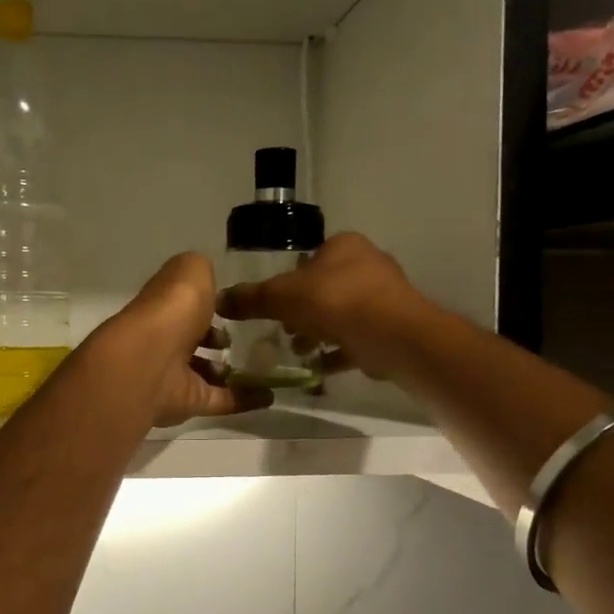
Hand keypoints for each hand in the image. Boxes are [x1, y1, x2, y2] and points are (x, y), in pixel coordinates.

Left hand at [99, 253, 271, 427]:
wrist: (153, 360)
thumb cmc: (173, 309)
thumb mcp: (191, 271)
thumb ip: (201, 272)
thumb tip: (209, 284)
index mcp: (165, 306)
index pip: (186, 304)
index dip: (207, 303)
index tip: (233, 306)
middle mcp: (166, 339)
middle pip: (193, 339)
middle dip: (216, 339)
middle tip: (245, 339)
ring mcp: (176, 374)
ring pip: (205, 372)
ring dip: (229, 372)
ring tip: (260, 366)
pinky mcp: (190, 402)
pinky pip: (222, 400)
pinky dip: (246, 399)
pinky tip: (271, 396)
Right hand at [216, 233, 433, 381]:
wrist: (392, 335)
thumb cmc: (335, 301)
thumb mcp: (282, 296)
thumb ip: (252, 298)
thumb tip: (220, 299)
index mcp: (345, 246)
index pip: (309, 258)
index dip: (288, 281)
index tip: (273, 304)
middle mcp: (368, 265)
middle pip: (324, 288)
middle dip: (302, 311)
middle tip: (282, 330)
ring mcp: (383, 298)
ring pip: (341, 314)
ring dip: (318, 333)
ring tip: (297, 350)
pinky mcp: (391, 328)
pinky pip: (356, 339)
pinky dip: (336, 352)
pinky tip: (317, 368)